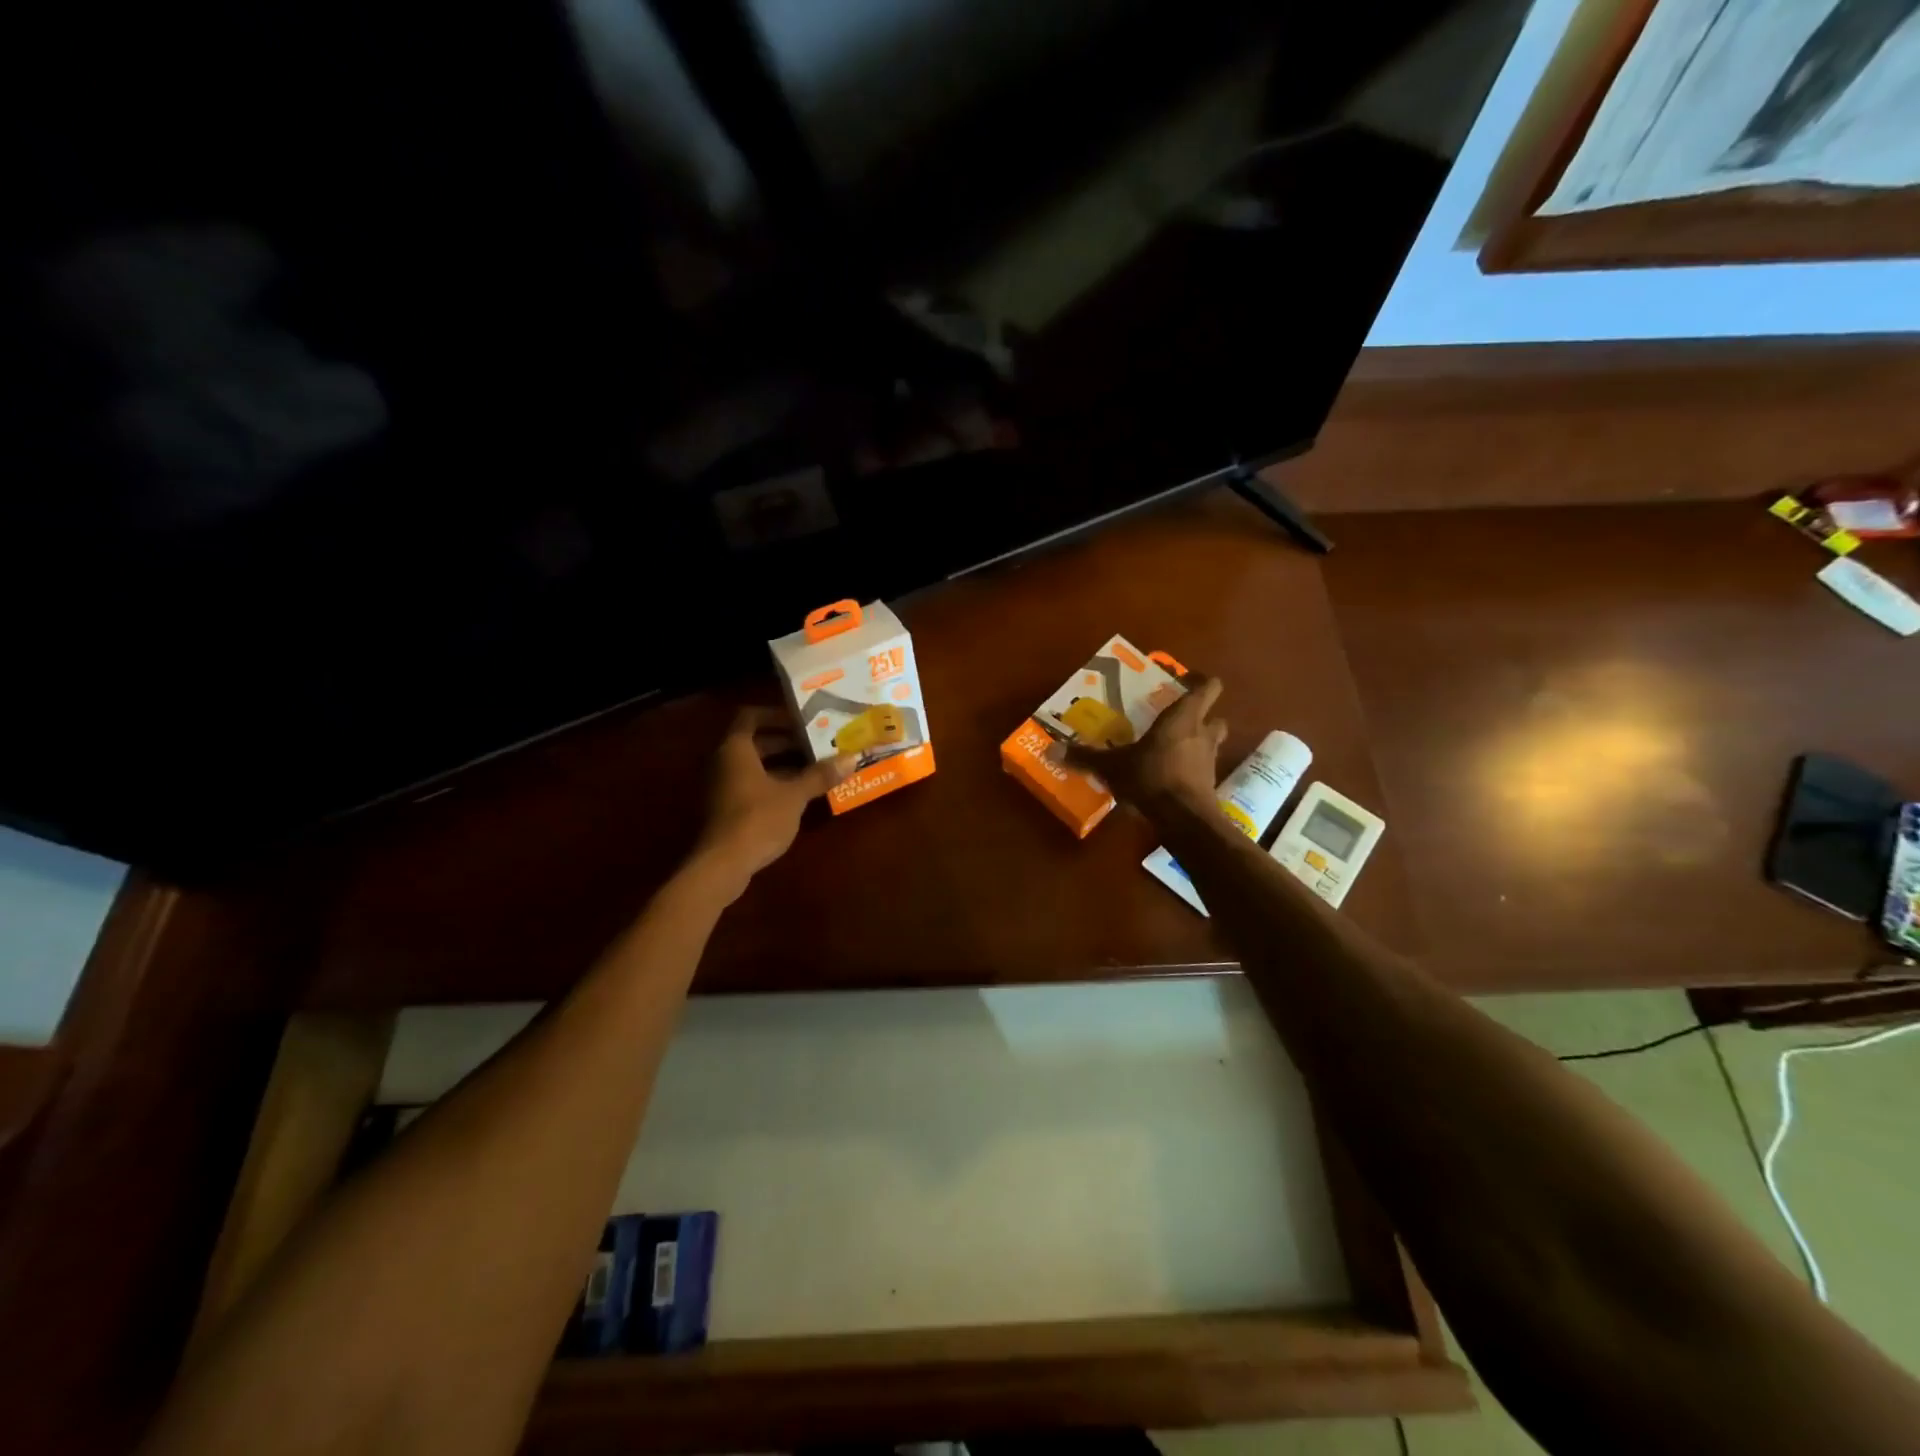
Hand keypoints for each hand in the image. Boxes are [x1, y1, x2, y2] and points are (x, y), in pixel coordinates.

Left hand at [694, 707, 855, 896]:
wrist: (723, 864)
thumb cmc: (757, 819)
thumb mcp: (794, 795)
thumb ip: (820, 775)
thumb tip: (851, 758)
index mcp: (736, 749)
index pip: (751, 717)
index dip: (776, 715)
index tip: (803, 720)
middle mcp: (724, 762)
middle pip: (756, 742)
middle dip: (786, 741)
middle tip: (817, 743)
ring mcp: (723, 787)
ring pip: (755, 765)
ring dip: (783, 764)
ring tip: (816, 767)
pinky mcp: (727, 808)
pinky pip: (752, 785)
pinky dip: (774, 783)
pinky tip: (800, 794)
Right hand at [1063, 673, 1226, 810]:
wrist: (1183, 819)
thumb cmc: (1150, 778)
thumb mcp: (1112, 767)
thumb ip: (1085, 757)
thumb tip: (1051, 749)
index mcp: (1183, 718)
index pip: (1207, 688)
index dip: (1200, 682)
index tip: (1183, 682)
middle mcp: (1202, 734)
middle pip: (1215, 715)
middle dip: (1201, 715)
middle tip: (1176, 719)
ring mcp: (1209, 760)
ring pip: (1211, 742)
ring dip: (1198, 742)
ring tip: (1172, 747)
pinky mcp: (1209, 785)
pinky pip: (1202, 768)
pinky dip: (1191, 768)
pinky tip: (1170, 775)